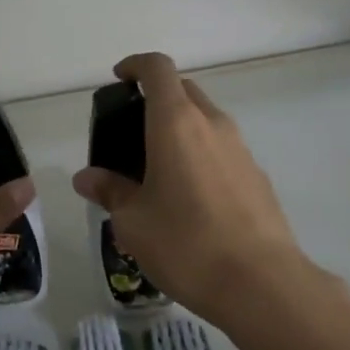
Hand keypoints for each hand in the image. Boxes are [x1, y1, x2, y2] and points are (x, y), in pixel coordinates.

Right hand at [73, 53, 314, 323]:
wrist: (262, 284)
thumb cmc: (186, 244)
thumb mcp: (133, 222)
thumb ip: (109, 191)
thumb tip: (87, 178)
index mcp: (177, 123)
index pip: (158, 69)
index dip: (136, 65)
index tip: (119, 79)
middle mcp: (212, 124)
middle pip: (183, 90)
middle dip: (156, 98)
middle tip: (131, 132)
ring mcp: (241, 149)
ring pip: (205, 120)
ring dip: (180, 129)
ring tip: (156, 170)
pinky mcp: (257, 176)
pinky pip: (222, 149)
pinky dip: (200, 155)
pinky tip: (189, 198)